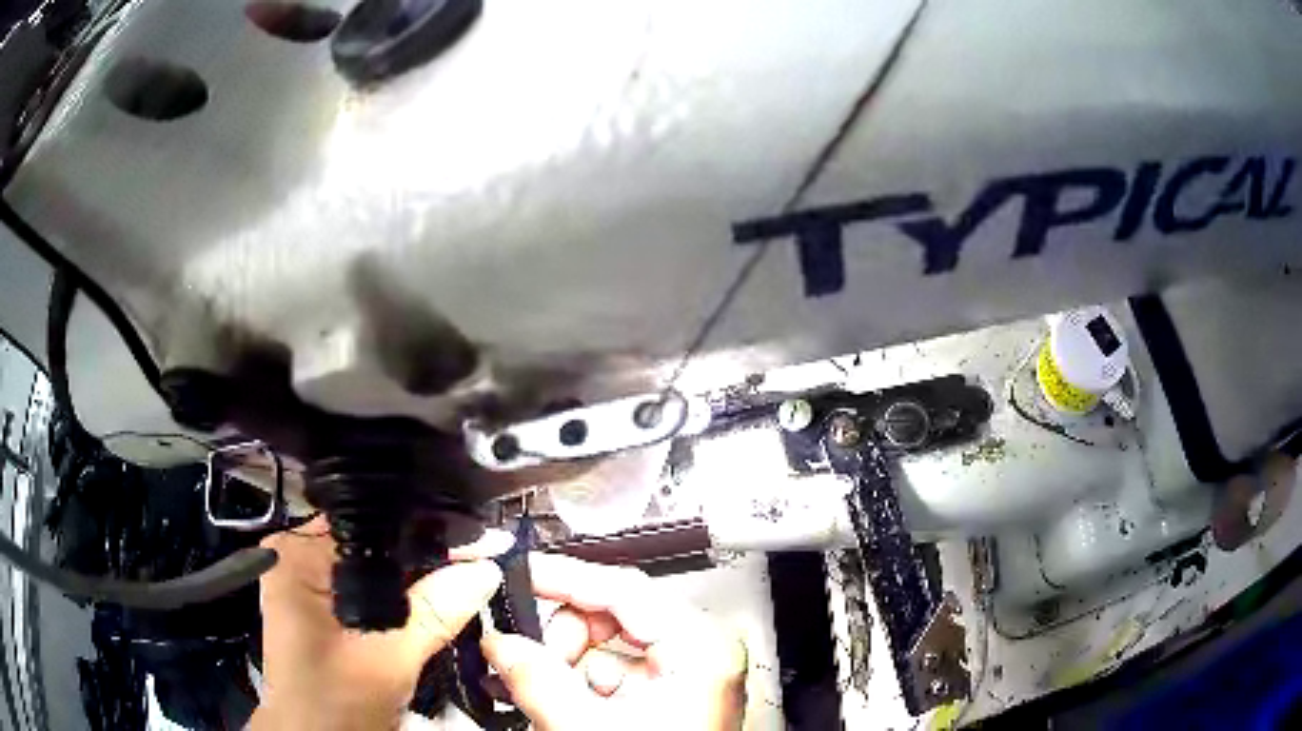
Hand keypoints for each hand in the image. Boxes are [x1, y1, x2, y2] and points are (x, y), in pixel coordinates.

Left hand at [250, 517, 503, 730]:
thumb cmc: (334, 703)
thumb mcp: (388, 660)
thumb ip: (434, 613)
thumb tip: (484, 570)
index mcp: (296, 554)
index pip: (370, 520)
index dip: (425, 531)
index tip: (476, 545)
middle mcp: (295, 557)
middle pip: (373, 540)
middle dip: (424, 557)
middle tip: (476, 568)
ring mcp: (305, 581)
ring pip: (373, 564)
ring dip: (414, 579)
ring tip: (459, 584)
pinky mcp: (318, 604)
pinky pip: (367, 585)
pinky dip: (399, 596)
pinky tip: (426, 606)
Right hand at [482, 554, 747, 730]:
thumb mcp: (586, 727)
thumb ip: (536, 678)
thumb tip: (500, 642)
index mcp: (700, 650)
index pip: (625, 589)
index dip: (564, 577)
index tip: (520, 573)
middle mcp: (697, 657)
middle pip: (611, 617)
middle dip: (558, 635)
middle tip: (519, 653)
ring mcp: (680, 680)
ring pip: (602, 648)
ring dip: (558, 663)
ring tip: (526, 684)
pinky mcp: (661, 702)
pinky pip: (606, 676)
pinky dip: (570, 683)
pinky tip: (545, 699)